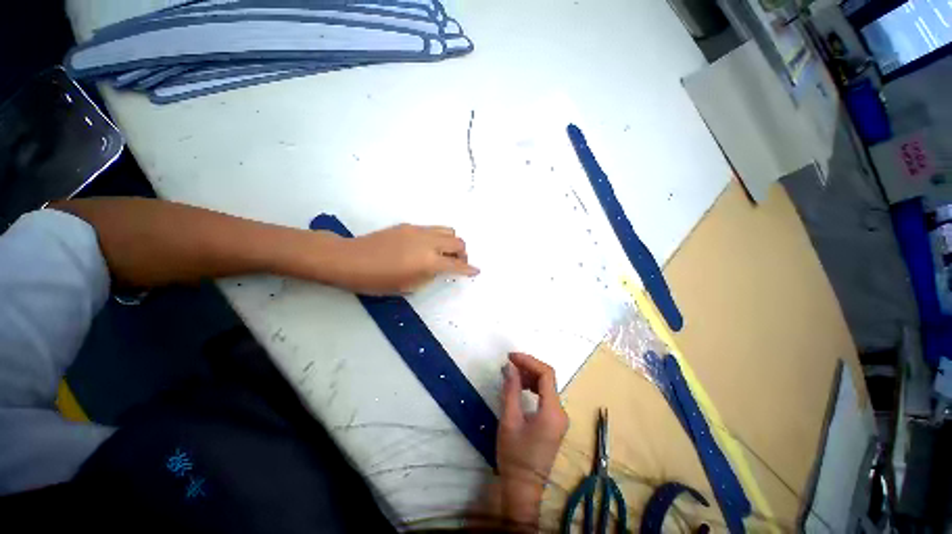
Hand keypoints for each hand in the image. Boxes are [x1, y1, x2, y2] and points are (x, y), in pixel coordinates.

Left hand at [327, 224, 478, 294]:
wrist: (350, 259)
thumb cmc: (376, 280)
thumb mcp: (407, 286)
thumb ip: (429, 276)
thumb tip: (438, 269)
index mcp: (428, 261)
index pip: (457, 264)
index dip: (469, 269)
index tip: (476, 271)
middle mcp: (428, 242)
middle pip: (458, 241)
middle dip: (463, 253)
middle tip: (457, 263)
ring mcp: (418, 230)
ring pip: (447, 230)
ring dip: (452, 242)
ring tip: (444, 253)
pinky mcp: (409, 226)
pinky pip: (432, 229)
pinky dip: (438, 238)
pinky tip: (426, 247)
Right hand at [496, 352, 568, 528]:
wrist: (523, 487)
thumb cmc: (514, 455)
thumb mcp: (509, 420)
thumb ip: (511, 389)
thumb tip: (509, 366)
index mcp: (552, 411)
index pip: (546, 374)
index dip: (528, 361)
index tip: (511, 356)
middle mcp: (561, 412)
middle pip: (548, 378)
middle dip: (528, 366)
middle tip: (509, 363)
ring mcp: (559, 418)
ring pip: (547, 386)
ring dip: (530, 375)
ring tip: (512, 372)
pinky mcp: (554, 422)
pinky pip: (545, 396)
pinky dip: (533, 386)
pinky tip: (520, 386)